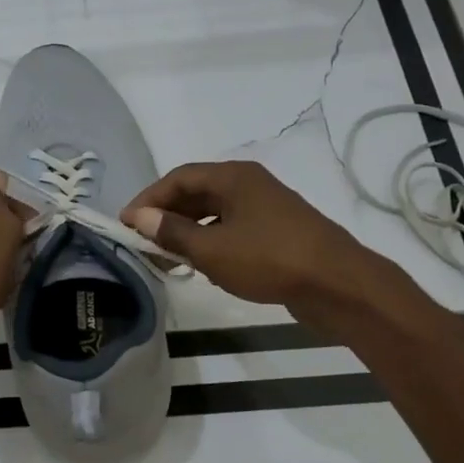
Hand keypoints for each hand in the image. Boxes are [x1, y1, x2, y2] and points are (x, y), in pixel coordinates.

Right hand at [124, 160, 383, 314]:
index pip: (179, 178)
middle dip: (166, 215)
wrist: (338, 285)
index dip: (148, 199)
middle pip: (196, 193)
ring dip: (187, 231)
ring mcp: (265, 208)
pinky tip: (202, 265)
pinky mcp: (276, 232)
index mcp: (233, 177)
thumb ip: (172, 232)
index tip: (126, 224)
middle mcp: (249, 184)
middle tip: (142, 242)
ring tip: (166, 256)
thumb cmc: (270, 260)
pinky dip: (210, 242)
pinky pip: (231, 229)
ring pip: (214, 213)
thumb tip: (138, 217)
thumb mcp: (212, 249)